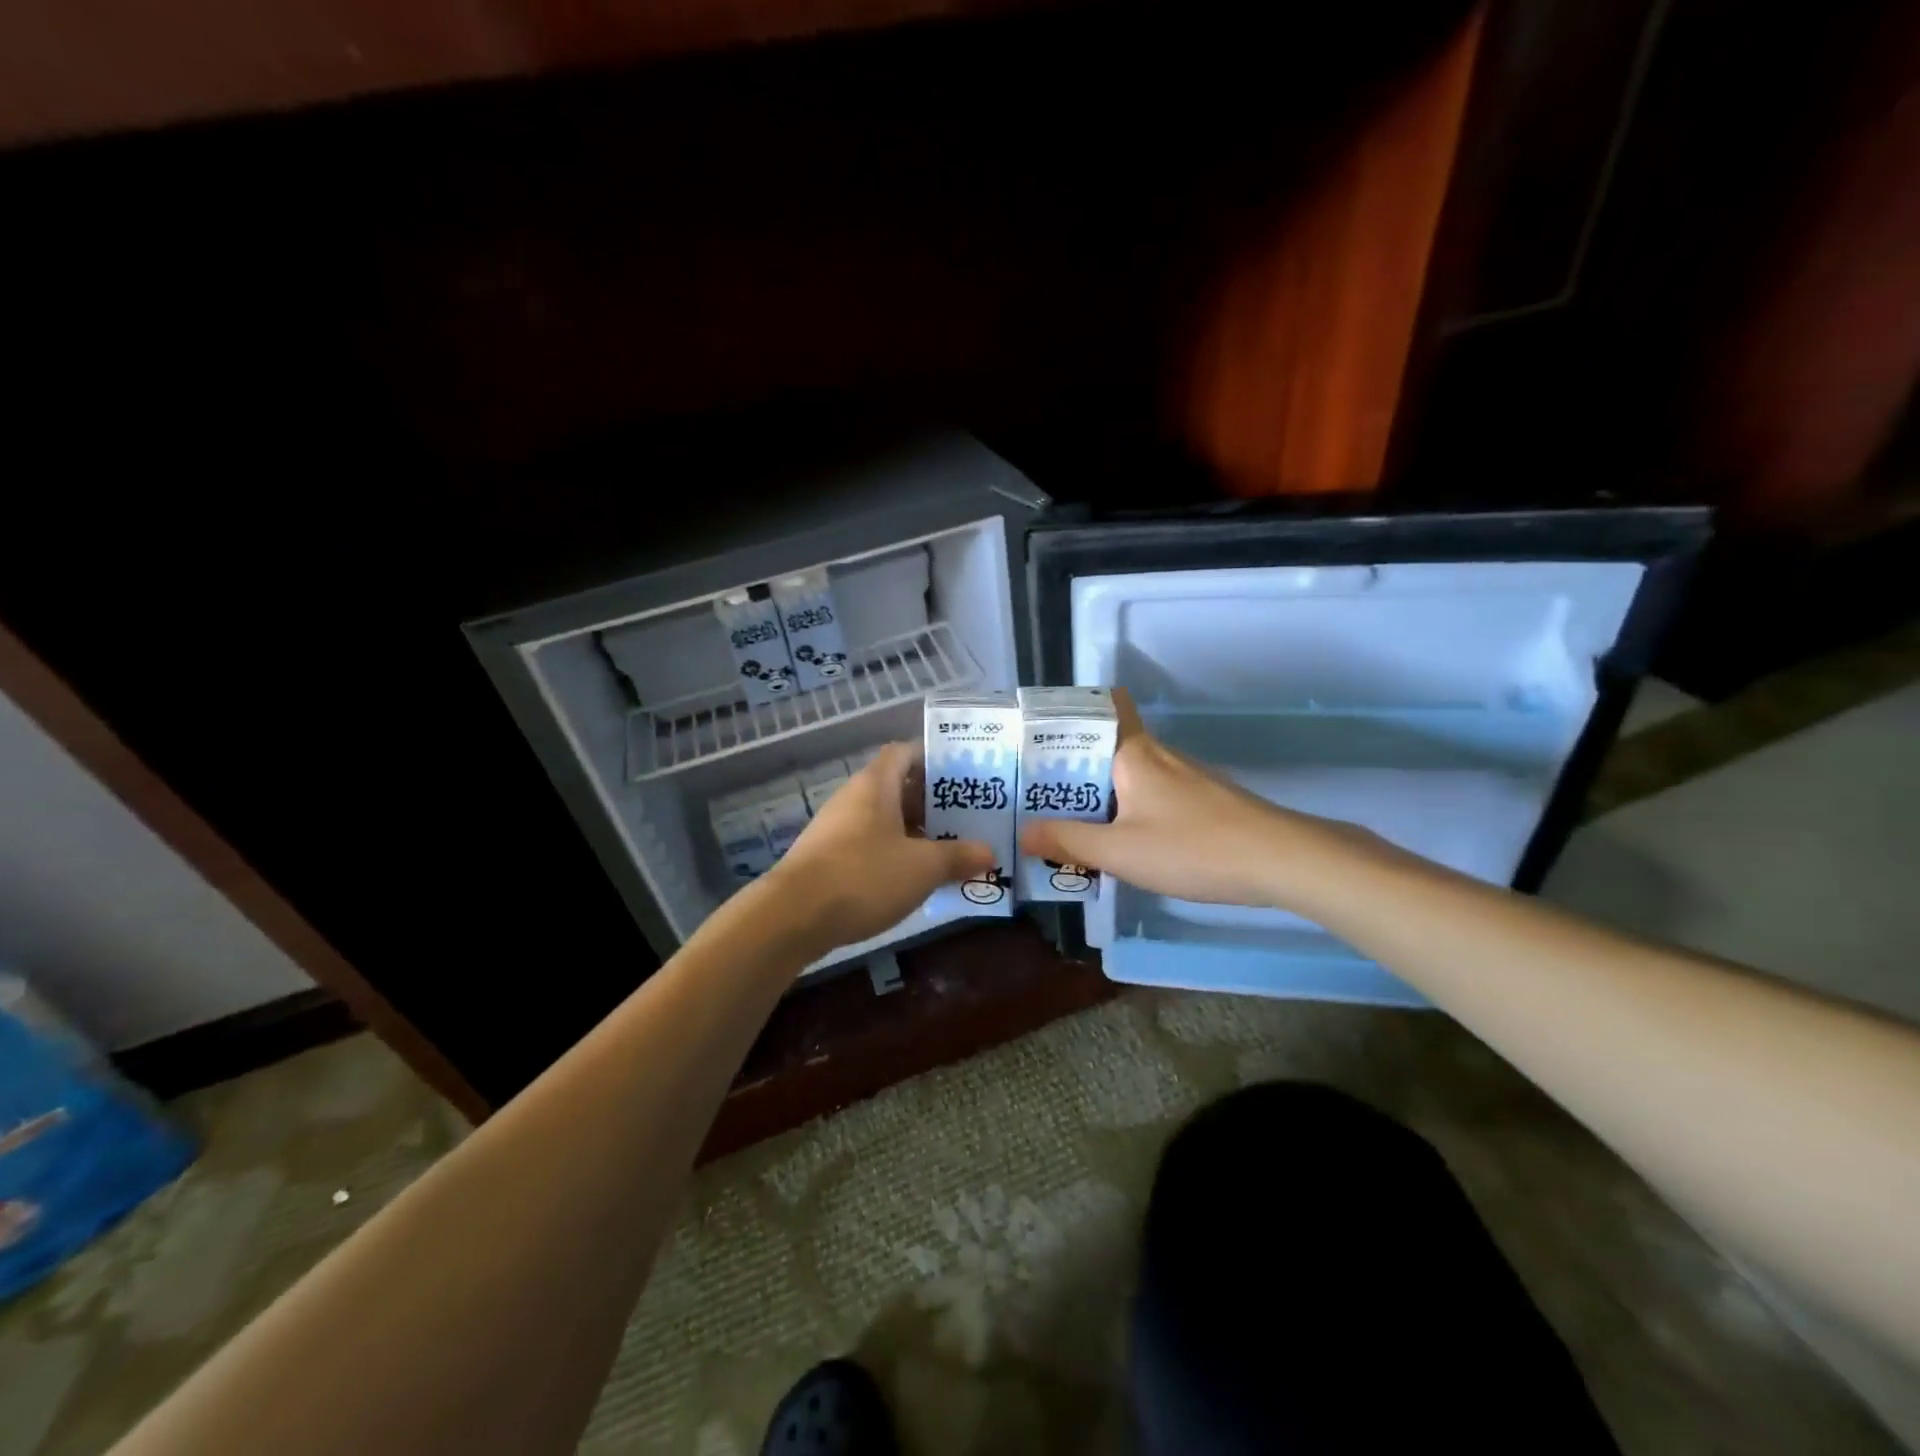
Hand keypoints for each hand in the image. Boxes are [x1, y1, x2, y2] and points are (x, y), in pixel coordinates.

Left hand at [765, 742, 993, 953]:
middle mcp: (853, 798)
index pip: (904, 752)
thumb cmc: (864, 876)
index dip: (933, 759)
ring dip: (913, 832)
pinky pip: (868, 845)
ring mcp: (836, 829)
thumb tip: (989, 853)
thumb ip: (958, 857)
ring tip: (948, 849)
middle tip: (966, 818)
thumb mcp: (923, 867)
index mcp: (875, 784)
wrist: (793, 916)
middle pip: (896, 787)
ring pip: (883, 820)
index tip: (962, 777)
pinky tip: (911, 878)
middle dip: (931, 802)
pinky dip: (892, 855)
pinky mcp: (826, 859)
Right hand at [1017, 691, 1377, 910]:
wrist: (1281, 860)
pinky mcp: (1199, 800)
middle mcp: (1155, 754)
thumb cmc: (1193, 848)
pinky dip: (1123, 807)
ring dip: (1096, 791)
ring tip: (1061, 818)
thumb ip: (1069, 841)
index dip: (1067, 713)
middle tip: (1032, 791)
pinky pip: (1147, 792)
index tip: (1034, 738)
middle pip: (1104, 744)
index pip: (1100, 707)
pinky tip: (1115, 838)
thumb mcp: (1120, 852)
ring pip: (1126, 772)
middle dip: (1069, 765)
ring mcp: (1182, 776)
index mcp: (1131, 753)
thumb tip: (1024, 832)